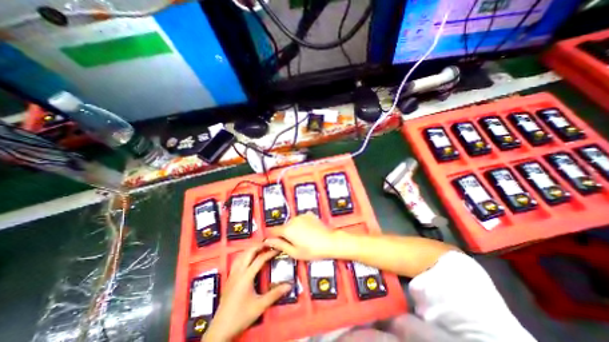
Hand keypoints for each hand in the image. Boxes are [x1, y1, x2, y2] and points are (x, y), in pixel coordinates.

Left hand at [202, 244, 292, 340]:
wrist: (220, 329)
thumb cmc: (241, 316)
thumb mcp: (260, 306)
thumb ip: (275, 294)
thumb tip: (289, 285)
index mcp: (246, 276)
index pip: (260, 259)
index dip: (270, 253)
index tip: (278, 249)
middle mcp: (239, 272)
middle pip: (249, 252)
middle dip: (259, 246)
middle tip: (269, 244)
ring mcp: (232, 274)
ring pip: (241, 255)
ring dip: (251, 249)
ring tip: (260, 248)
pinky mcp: (229, 278)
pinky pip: (237, 261)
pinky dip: (245, 255)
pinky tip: (248, 258)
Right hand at [262, 212, 336, 260]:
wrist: (329, 241)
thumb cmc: (313, 250)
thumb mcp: (294, 252)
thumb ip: (279, 245)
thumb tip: (268, 241)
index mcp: (287, 229)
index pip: (273, 231)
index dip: (272, 237)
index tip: (274, 242)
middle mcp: (293, 220)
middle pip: (283, 227)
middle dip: (285, 234)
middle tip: (293, 244)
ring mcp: (301, 216)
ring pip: (292, 223)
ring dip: (294, 229)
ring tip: (303, 238)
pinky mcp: (308, 214)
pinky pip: (301, 219)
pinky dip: (302, 224)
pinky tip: (308, 232)